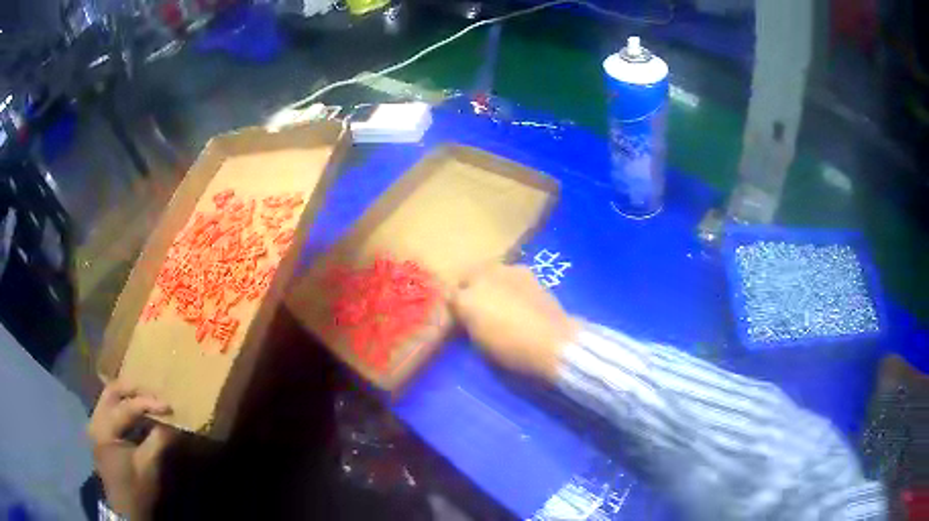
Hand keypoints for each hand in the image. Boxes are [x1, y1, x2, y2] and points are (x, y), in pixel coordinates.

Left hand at [87, 380, 177, 519]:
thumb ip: (159, 441)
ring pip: (109, 397)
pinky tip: (137, 413)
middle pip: (112, 391)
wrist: (126, 511)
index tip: (169, 405)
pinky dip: (124, 405)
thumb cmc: (137, 489)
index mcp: (104, 429)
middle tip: (154, 392)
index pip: (126, 407)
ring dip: (128, 395)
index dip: (148, 403)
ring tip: (148, 400)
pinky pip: (110, 408)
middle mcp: (95, 420)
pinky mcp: (100, 432)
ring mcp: (95, 425)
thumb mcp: (149, 467)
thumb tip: (173, 422)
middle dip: (134, 388)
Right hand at [451, 264, 579, 379]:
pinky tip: (515, 298)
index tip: (457, 319)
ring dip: (487, 283)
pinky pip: (507, 274)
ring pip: (487, 271)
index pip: (448, 297)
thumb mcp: (481, 344)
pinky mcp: (526, 271)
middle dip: (467, 288)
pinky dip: (506, 283)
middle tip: (474, 306)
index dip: (452, 308)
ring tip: (496, 300)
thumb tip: (466, 319)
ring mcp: (506, 270)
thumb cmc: (513, 350)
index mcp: (466, 299)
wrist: (553, 341)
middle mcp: (482, 278)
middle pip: (466, 276)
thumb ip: (468, 325)